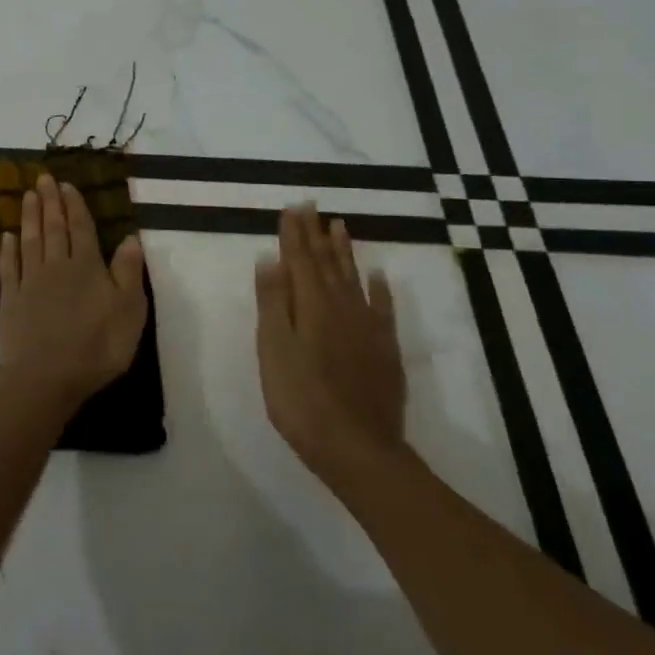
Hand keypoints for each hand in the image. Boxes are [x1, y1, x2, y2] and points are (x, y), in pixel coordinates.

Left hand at [0, 174, 148, 411]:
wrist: (46, 376)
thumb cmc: (97, 346)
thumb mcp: (129, 310)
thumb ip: (129, 272)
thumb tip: (130, 238)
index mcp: (87, 267)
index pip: (80, 228)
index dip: (74, 206)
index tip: (66, 185)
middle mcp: (56, 267)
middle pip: (53, 228)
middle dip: (49, 202)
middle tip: (42, 178)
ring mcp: (30, 283)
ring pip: (29, 242)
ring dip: (29, 218)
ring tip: (26, 196)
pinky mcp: (11, 302)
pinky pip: (9, 268)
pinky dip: (8, 250)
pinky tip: (7, 238)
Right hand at [255, 205, 408, 480]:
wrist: (358, 448)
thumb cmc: (301, 400)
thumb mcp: (274, 350)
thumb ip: (273, 303)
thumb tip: (270, 259)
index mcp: (311, 306)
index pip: (299, 260)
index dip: (293, 234)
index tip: (291, 208)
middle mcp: (341, 307)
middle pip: (327, 263)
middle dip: (316, 234)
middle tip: (312, 206)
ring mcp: (367, 327)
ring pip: (353, 278)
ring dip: (344, 251)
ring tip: (340, 226)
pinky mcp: (384, 348)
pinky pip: (383, 308)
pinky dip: (380, 289)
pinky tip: (380, 276)